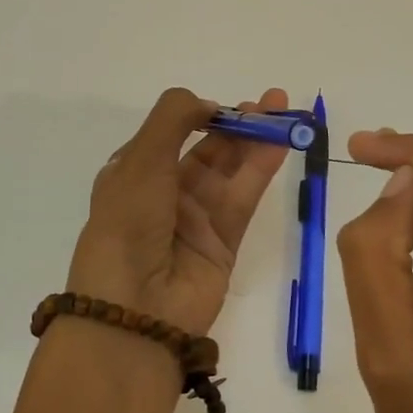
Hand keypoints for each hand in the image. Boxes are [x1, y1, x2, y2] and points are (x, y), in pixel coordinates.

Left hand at [66, 87, 291, 334]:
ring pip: (231, 171)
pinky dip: (262, 169)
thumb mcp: (141, 161)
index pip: (171, 134)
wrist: (135, 310)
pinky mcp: (223, 242)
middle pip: (207, 149)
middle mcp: (164, 193)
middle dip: (238, 123)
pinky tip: (281, 143)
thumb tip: (207, 104)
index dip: (200, 115)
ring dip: (256, 141)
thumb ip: (173, 120)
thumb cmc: (127, 225)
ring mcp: (195, 218)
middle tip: (272, 101)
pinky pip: (244, 197)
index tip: (226, 105)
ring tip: (285, 113)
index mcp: (134, 174)